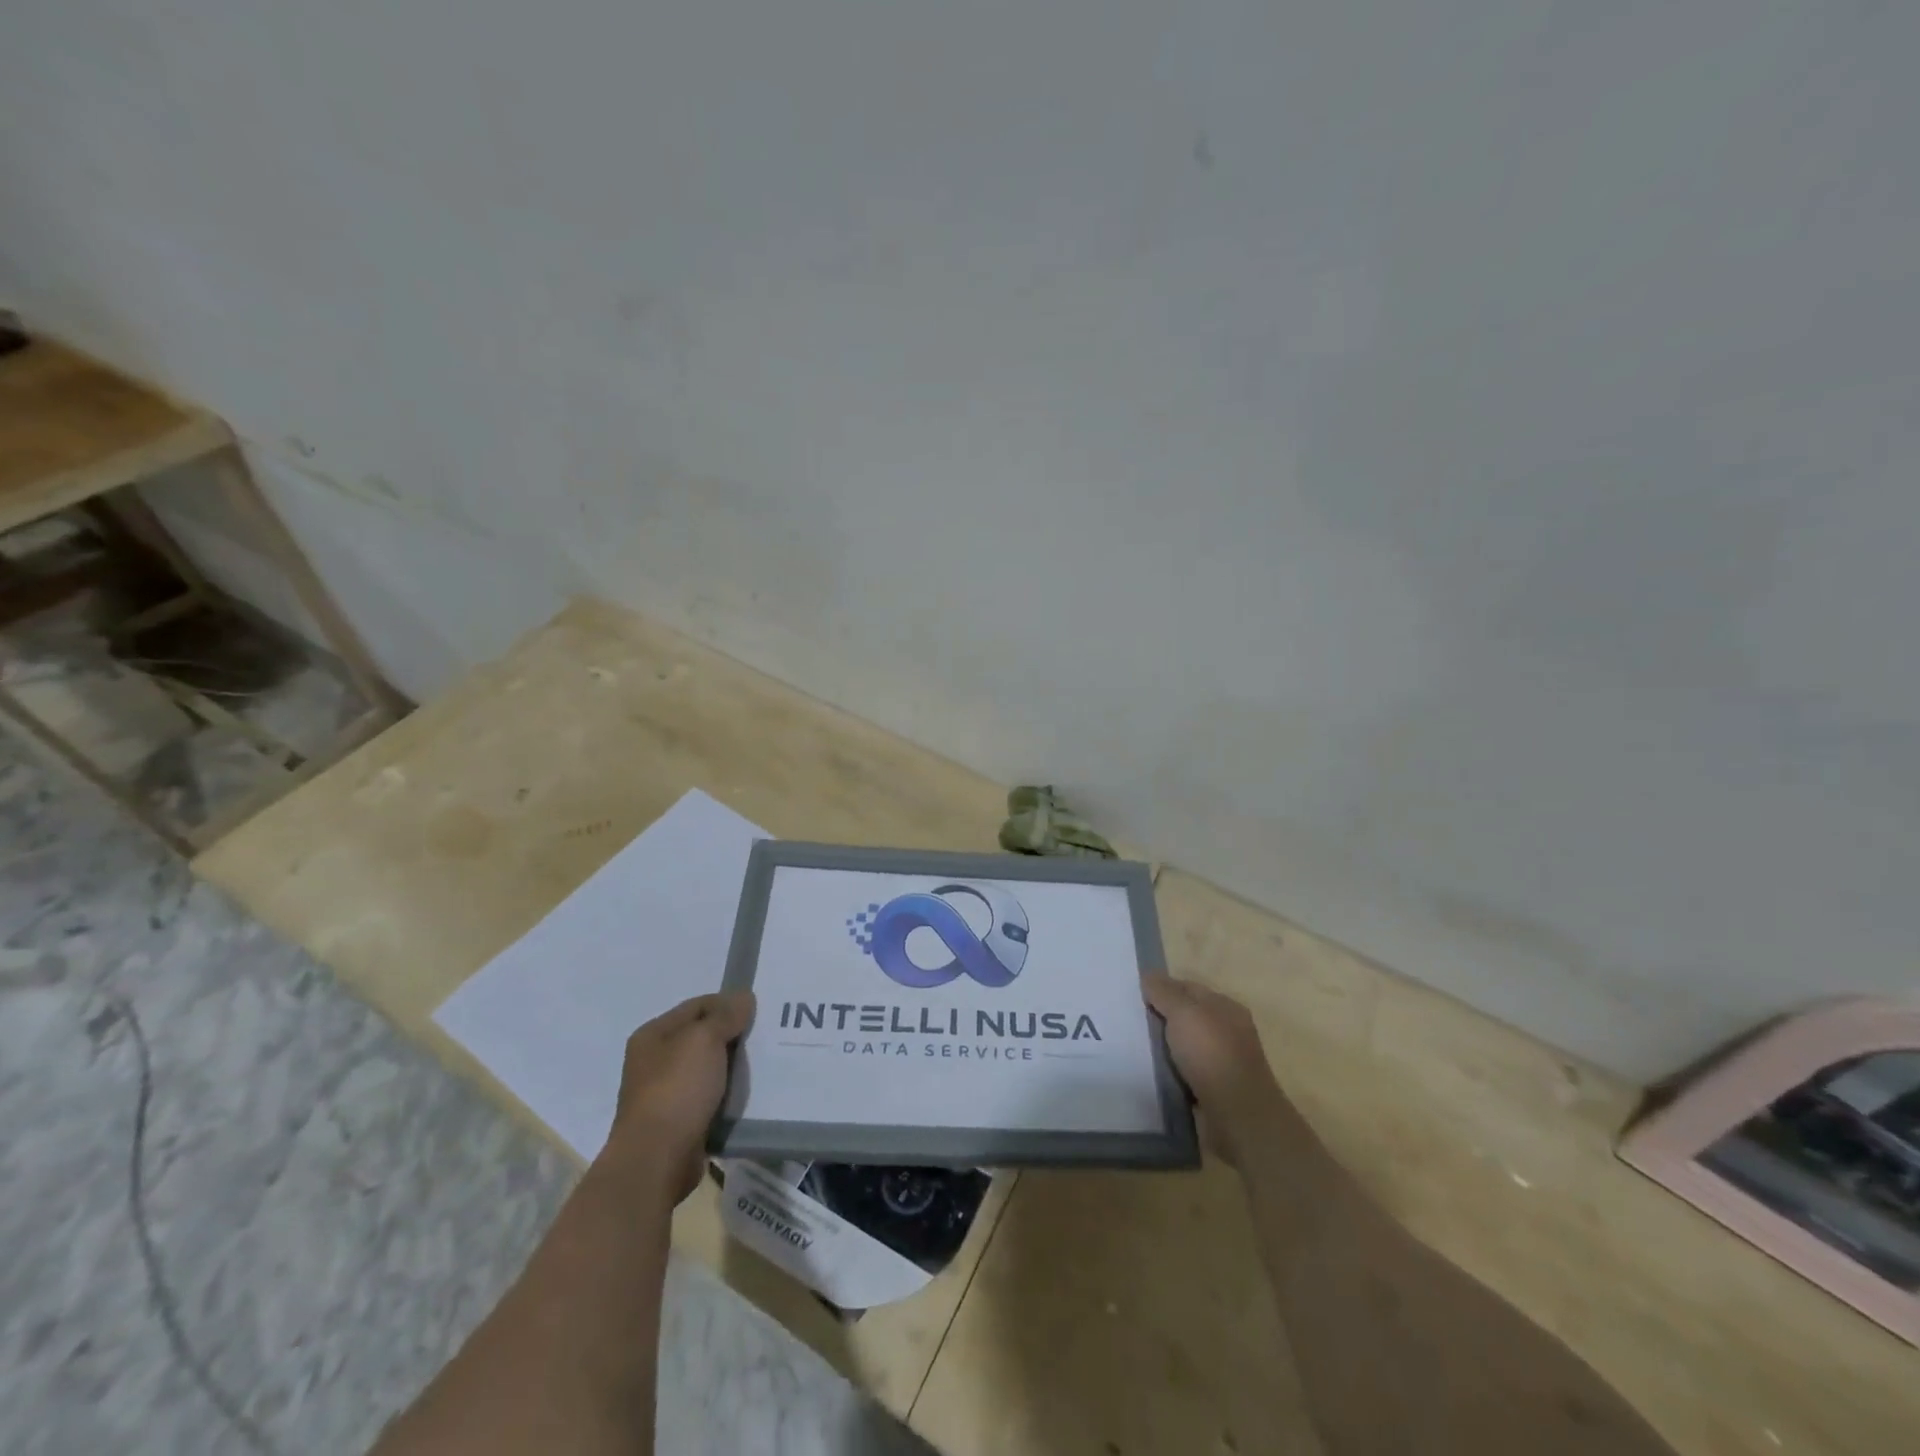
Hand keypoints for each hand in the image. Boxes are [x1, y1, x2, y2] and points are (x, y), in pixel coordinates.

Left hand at [601, 991, 755, 1202]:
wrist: (656, 1160)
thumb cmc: (676, 1089)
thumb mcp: (703, 1040)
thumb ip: (725, 1015)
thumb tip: (743, 997)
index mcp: (653, 1035)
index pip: (697, 1006)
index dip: (727, 1004)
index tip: (758, 1010)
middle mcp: (655, 1061)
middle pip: (703, 1037)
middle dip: (733, 1036)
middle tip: (767, 1036)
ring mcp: (666, 1093)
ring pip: (709, 1069)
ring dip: (733, 1067)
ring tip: (765, 1063)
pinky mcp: (680, 1121)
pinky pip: (711, 1097)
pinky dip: (729, 1094)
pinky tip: (751, 1093)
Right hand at [1144, 974, 1284, 1162]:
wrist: (1238, 1117)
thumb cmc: (1212, 1055)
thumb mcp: (1184, 1013)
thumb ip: (1165, 992)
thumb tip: (1148, 975)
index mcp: (1225, 1007)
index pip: (1188, 988)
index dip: (1161, 989)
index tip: (1132, 996)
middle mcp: (1226, 1031)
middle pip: (1185, 1017)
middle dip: (1159, 1019)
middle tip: (1127, 1022)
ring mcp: (1221, 1062)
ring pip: (1183, 1047)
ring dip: (1163, 1049)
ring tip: (1131, 1050)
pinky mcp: (1214, 1090)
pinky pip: (1184, 1073)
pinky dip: (1169, 1073)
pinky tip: (1150, 1074)